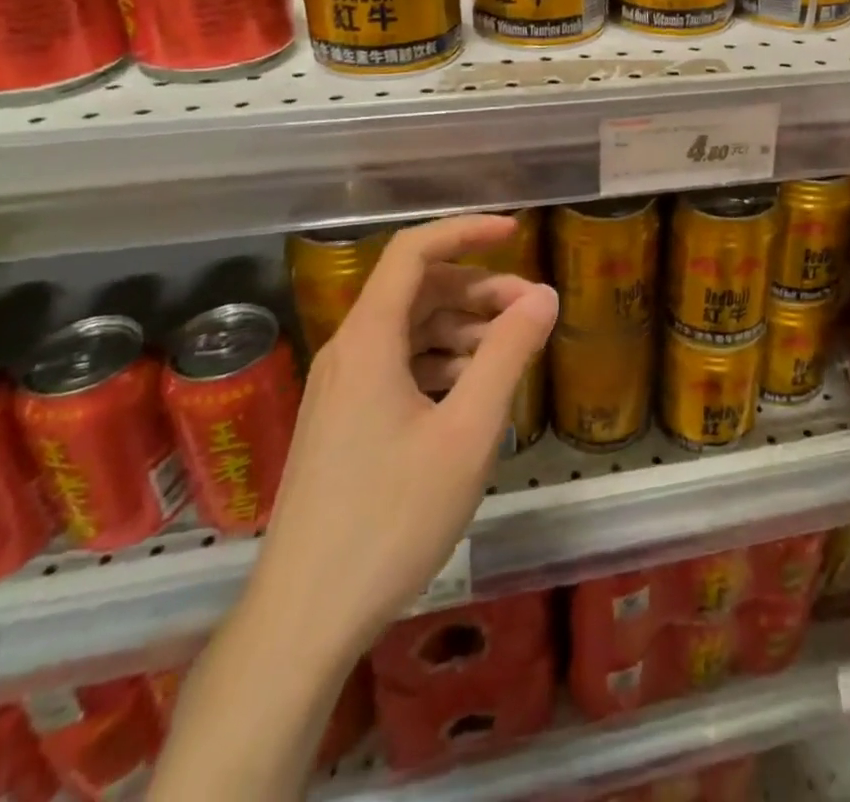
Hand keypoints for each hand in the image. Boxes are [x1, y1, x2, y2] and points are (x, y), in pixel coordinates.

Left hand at [255, 214, 557, 657]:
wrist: (304, 618)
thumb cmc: (391, 518)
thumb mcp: (467, 432)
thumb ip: (508, 355)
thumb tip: (544, 296)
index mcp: (368, 339)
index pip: (413, 252)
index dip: (465, 231)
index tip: (515, 232)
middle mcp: (348, 351)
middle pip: (417, 291)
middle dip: (478, 289)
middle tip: (531, 311)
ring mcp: (341, 389)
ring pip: (410, 331)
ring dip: (463, 329)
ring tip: (511, 353)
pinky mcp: (343, 422)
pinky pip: (398, 367)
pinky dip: (441, 364)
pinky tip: (473, 393)